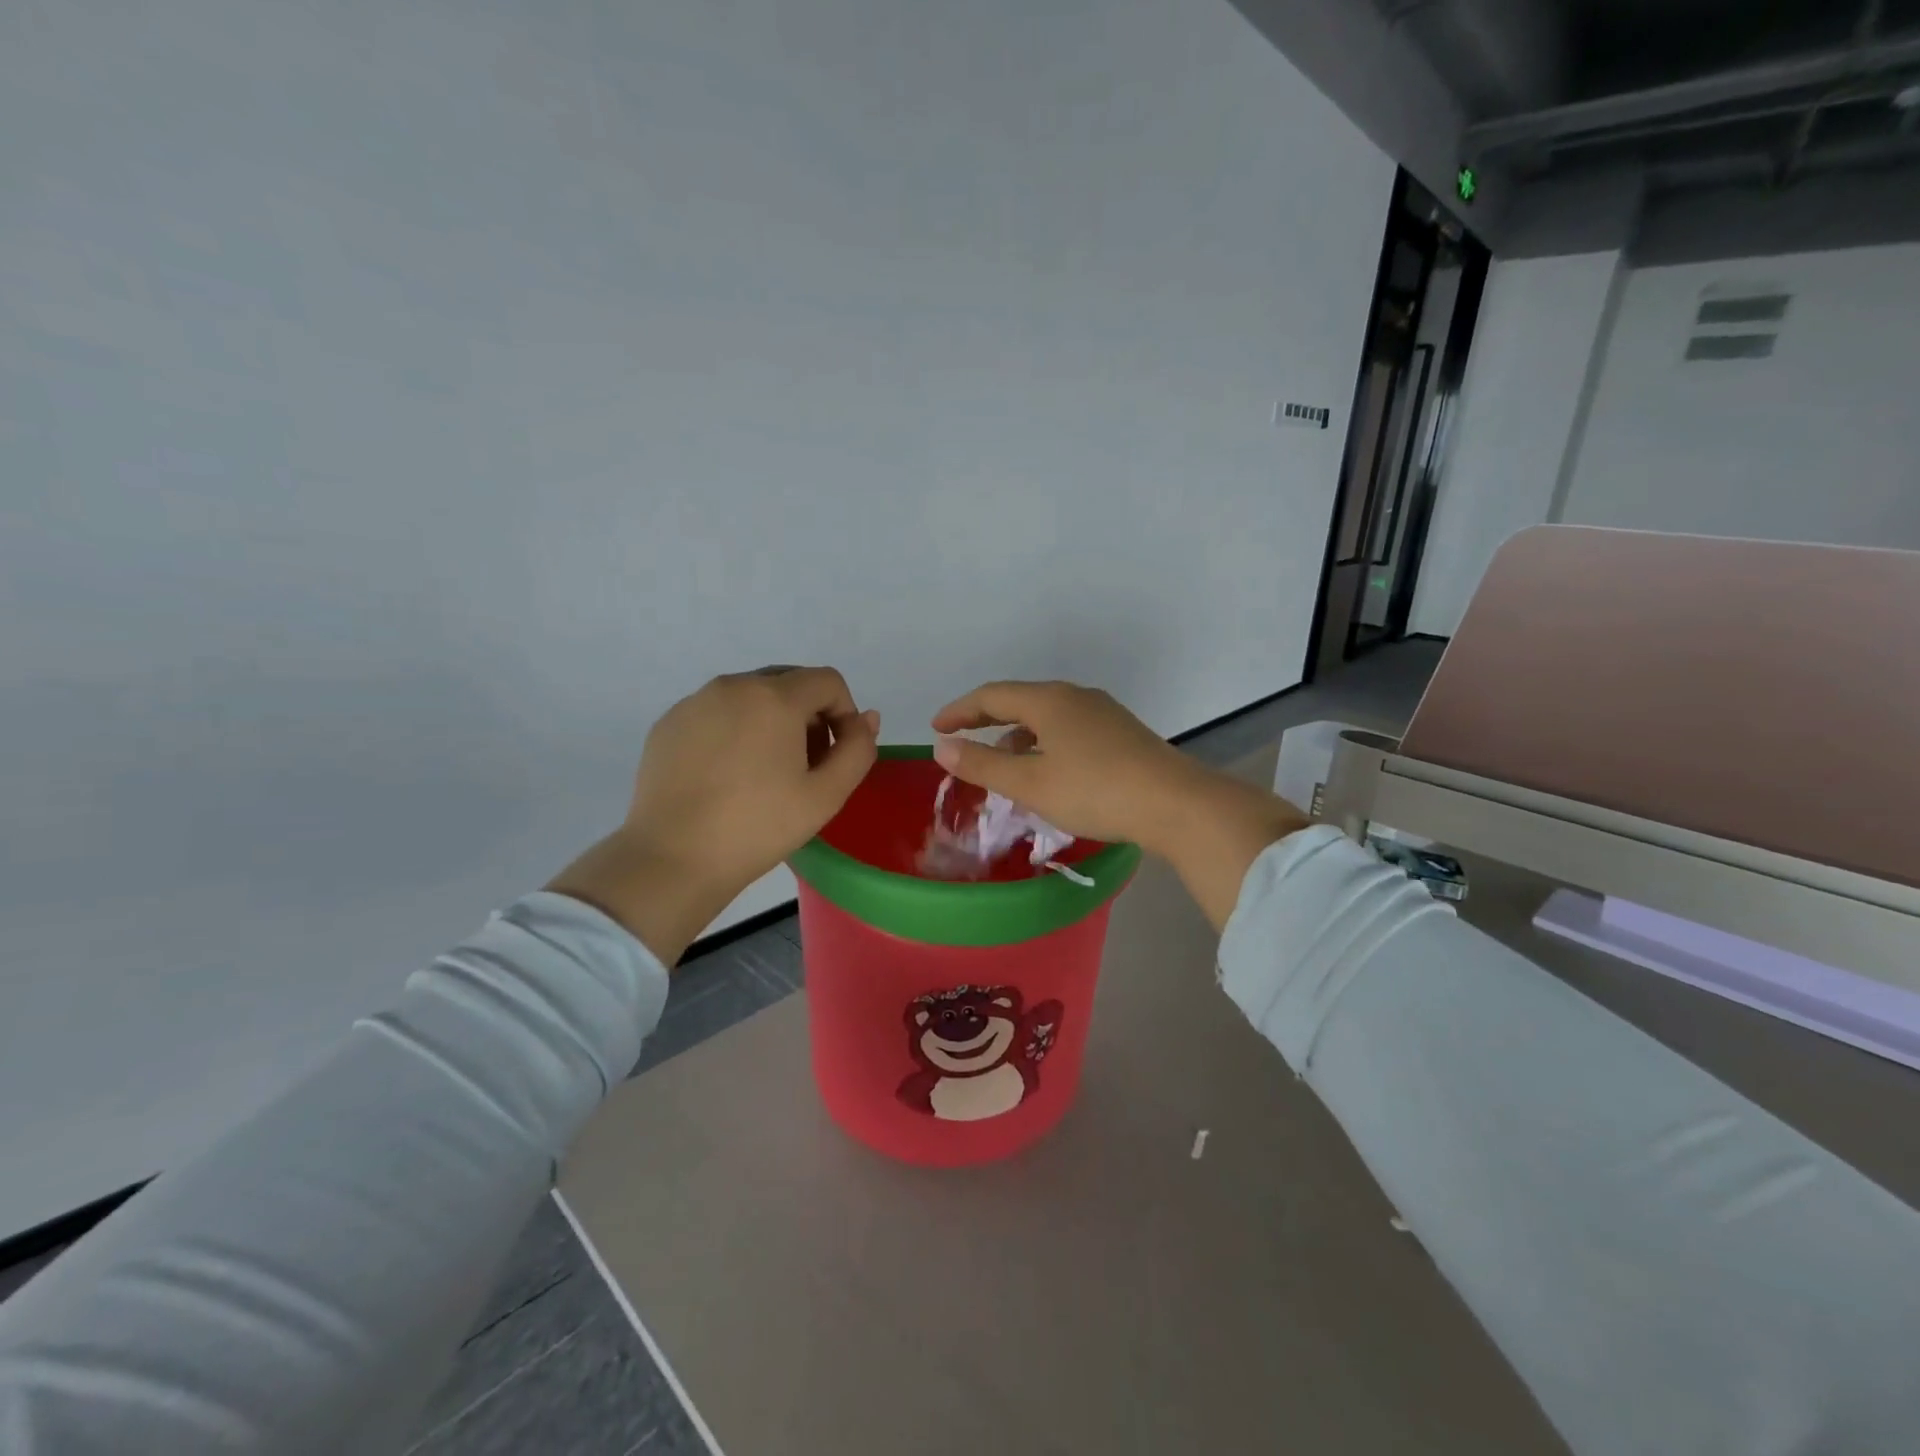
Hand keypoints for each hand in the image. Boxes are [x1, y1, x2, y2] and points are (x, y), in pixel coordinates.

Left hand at [550, 666, 879, 963]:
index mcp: (774, 697)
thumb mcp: (826, 795)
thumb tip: (865, 718)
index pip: (827, 681)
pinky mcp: (668, 723)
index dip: (845, 713)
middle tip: (807, 766)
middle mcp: (732, 685)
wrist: (673, 859)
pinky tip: (727, 776)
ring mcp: (694, 702)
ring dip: (771, 722)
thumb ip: (858, 749)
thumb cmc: (758, 827)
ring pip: (750, 696)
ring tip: (765, 773)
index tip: (837, 754)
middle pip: (789, 682)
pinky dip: (734, 731)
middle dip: (809, 715)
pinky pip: (716, 712)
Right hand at [930, 680, 1308, 929]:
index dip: (959, 711)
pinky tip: (1049, 773)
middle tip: (963, 742)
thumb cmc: (1095, 791)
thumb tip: (941, 746)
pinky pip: (1069, 730)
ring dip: (1018, 736)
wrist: (1177, 804)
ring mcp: (1103, 713)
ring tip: (1004, 766)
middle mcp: (1075, 697)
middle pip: (1020, 701)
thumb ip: (982, 764)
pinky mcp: (1122, 733)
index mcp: (1048, 700)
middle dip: (987, 721)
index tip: (936, 728)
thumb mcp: (1030, 782)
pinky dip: (1045, 745)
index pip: (991, 695)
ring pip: (1047, 717)